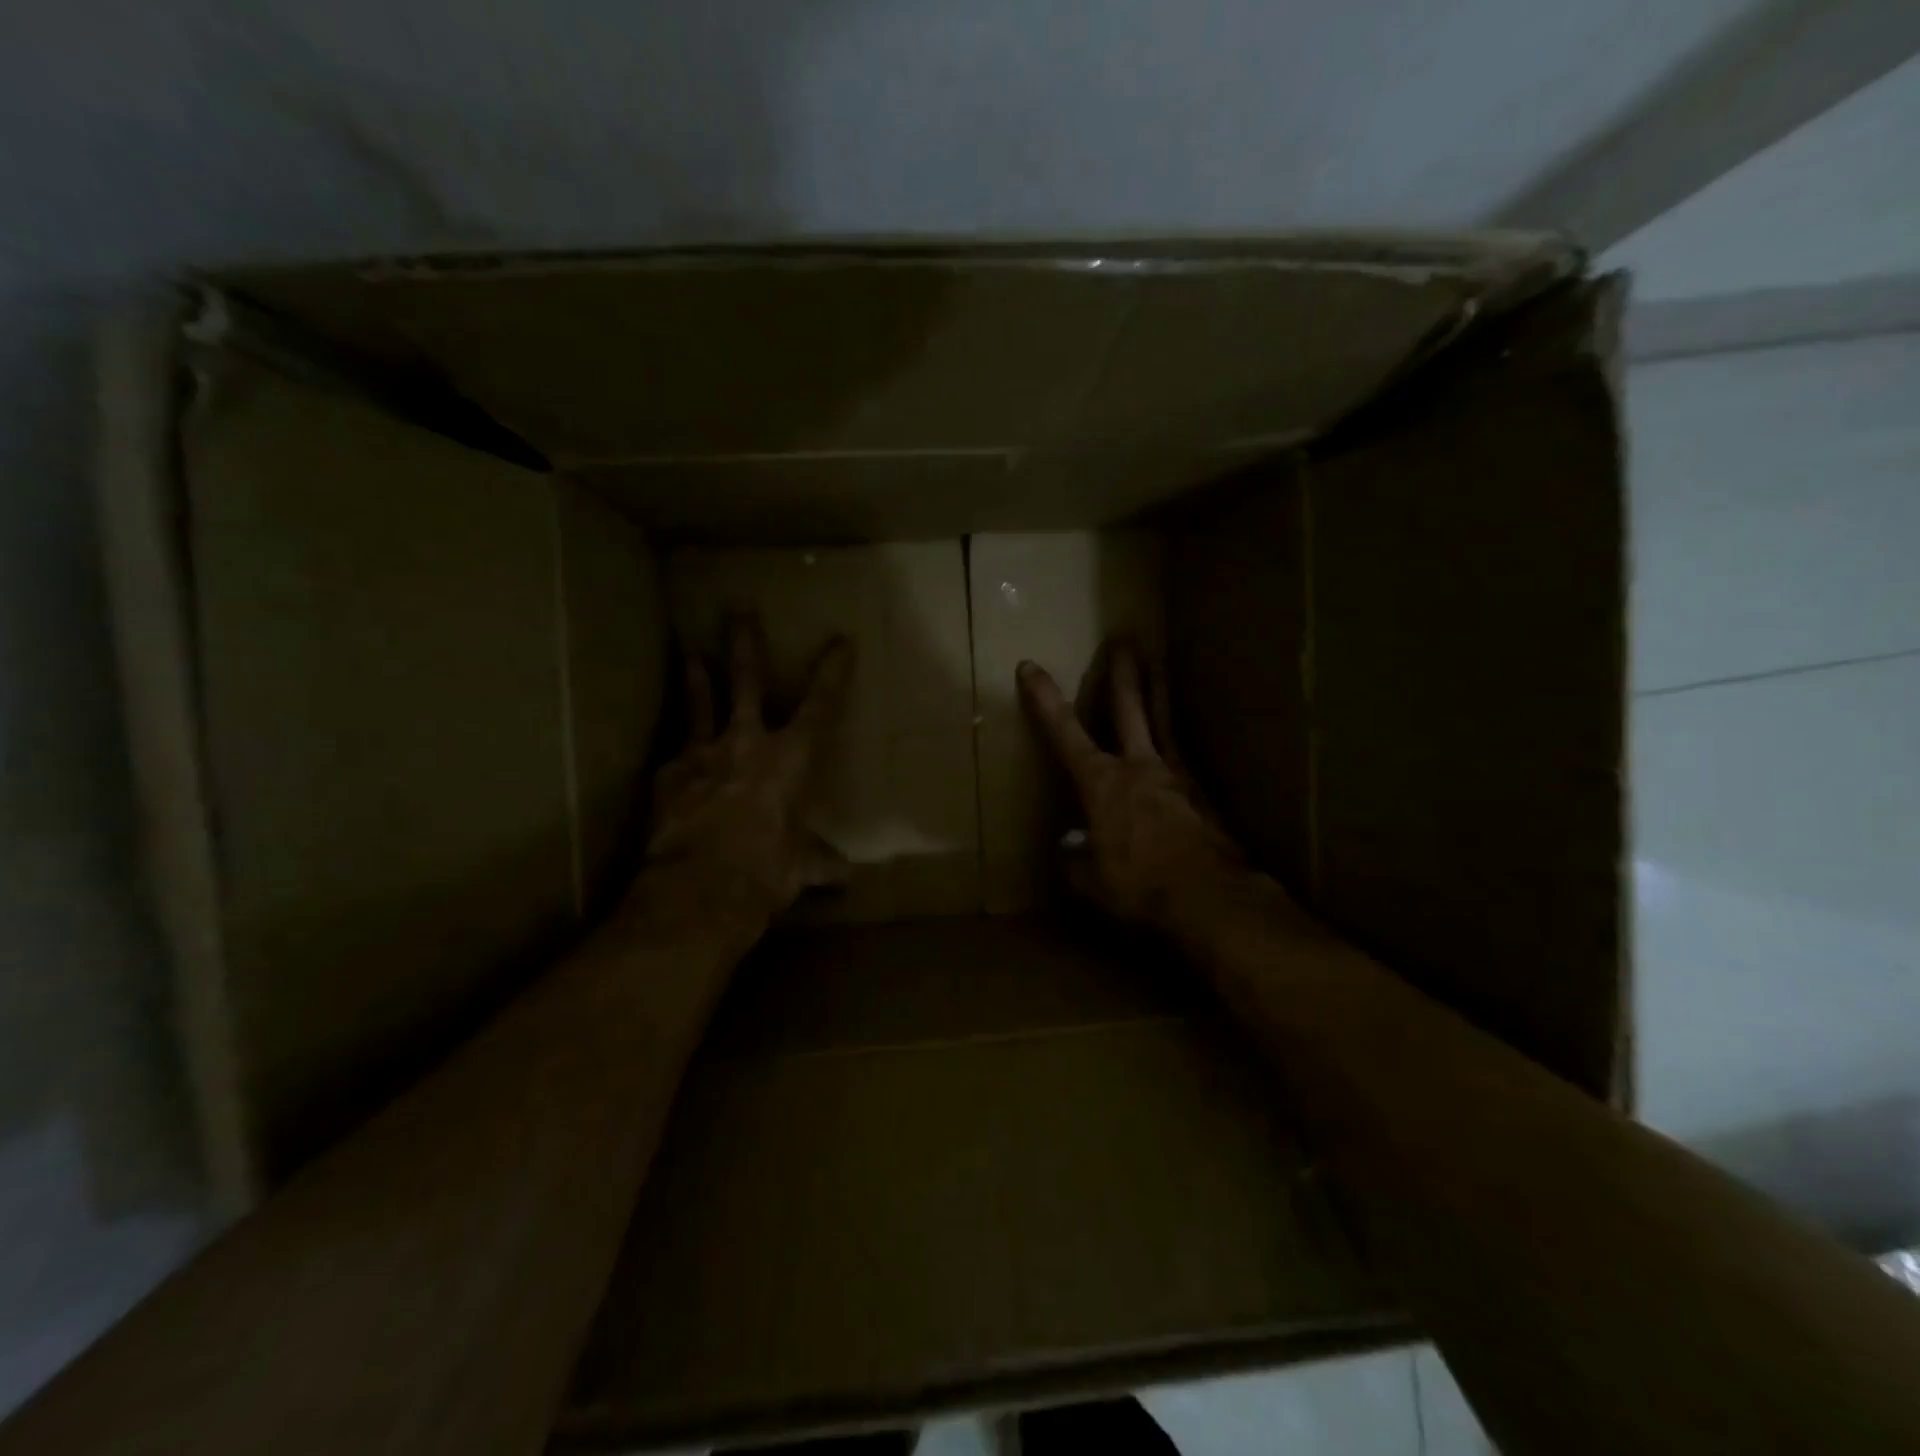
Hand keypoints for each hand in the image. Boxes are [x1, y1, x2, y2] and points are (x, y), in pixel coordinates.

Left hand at [644, 614, 853, 919]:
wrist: (698, 891)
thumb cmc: (765, 873)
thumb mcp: (801, 868)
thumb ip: (823, 864)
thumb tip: (848, 877)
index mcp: (791, 760)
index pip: (820, 706)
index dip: (832, 672)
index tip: (840, 641)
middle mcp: (747, 744)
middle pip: (746, 682)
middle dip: (745, 644)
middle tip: (739, 610)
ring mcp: (702, 755)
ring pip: (700, 703)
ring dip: (697, 676)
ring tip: (690, 651)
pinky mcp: (668, 776)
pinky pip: (676, 756)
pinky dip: (680, 754)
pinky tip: (675, 758)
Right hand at [1017, 641, 1248, 930]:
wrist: (1209, 896)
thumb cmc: (1139, 885)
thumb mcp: (1093, 881)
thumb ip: (1077, 860)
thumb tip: (1070, 846)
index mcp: (1102, 783)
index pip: (1064, 732)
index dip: (1044, 699)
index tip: (1030, 667)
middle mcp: (1138, 767)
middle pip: (1127, 708)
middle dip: (1120, 674)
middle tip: (1123, 640)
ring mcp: (1176, 776)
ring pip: (1163, 721)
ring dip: (1158, 690)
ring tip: (1159, 663)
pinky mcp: (1202, 794)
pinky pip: (1185, 757)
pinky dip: (1177, 742)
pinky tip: (1180, 744)